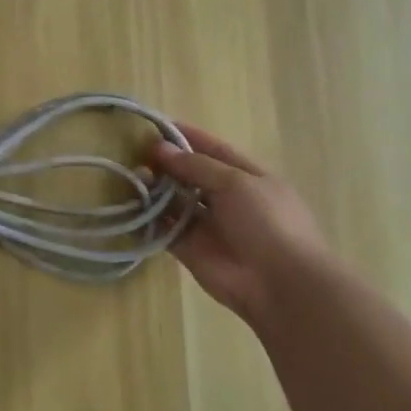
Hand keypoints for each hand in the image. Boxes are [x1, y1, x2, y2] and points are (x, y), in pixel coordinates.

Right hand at [149, 123, 332, 323]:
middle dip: (166, 163)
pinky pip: (165, 229)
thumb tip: (160, 148)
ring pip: (175, 201)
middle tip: (135, 153)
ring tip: (131, 176)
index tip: (155, 125)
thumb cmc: (267, 223)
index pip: (213, 149)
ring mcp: (208, 225)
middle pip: (190, 174)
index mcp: (247, 177)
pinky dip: (149, 218)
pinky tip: (130, 205)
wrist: (281, 285)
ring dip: (155, 189)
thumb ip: (196, 165)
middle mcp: (226, 198)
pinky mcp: (190, 249)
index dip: (187, 136)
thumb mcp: (236, 183)